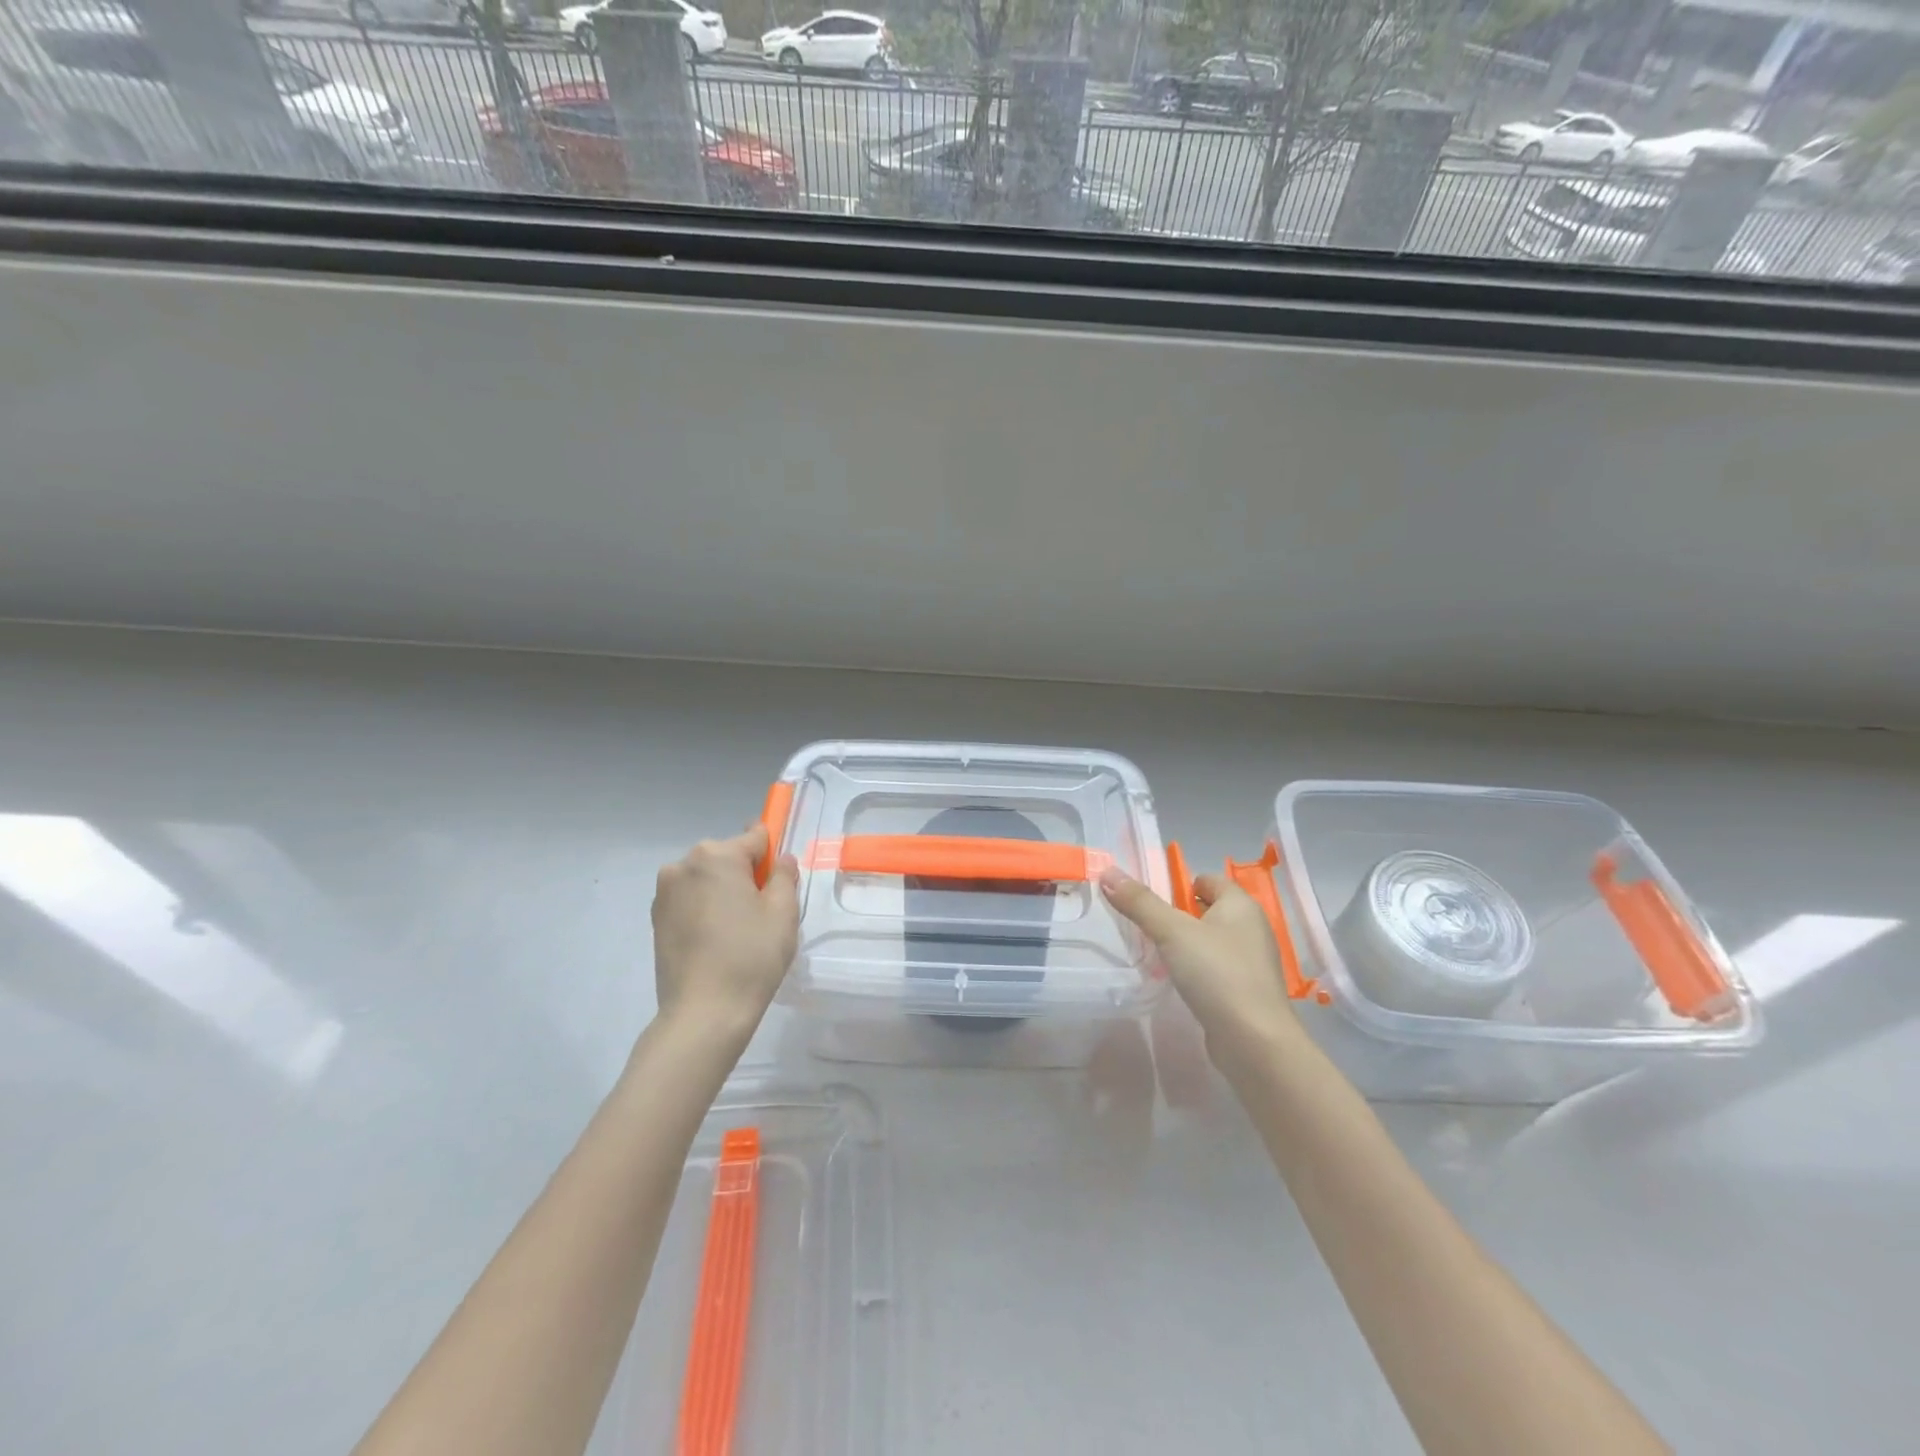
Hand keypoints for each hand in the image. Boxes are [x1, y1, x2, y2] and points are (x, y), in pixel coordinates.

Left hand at [651, 825, 798, 1042]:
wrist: (703, 1013)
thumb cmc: (750, 956)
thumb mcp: (782, 912)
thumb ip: (784, 876)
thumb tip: (780, 859)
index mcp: (716, 856)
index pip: (755, 838)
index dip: (772, 855)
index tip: (780, 877)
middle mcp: (683, 865)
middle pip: (728, 857)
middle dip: (746, 875)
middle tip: (762, 913)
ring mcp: (664, 893)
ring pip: (707, 879)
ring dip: (723, 893)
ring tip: (738, 932)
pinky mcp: (655, 919)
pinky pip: (690, 900)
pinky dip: (705, 910)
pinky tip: (716, 941)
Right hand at [1099, 865, 1300, 1068]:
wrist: (1254, 1042)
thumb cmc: (1216, 973)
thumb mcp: (1172, 932)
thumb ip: (1140, 902)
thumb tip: (1108, 872)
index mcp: (1241, 905)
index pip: (1208, 880)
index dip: (1179, 885)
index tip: (1150, 903)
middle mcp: (1252, 928)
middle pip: (1208, 910)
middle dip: (1177, 916)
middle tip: (1146, 927)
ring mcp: (1252, 962)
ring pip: (1211, 941)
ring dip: (1185, 945)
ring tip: (1156, 955)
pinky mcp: (1247, 991)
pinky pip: (1216, 968)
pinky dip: (1197, 970)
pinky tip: (1178, 982)